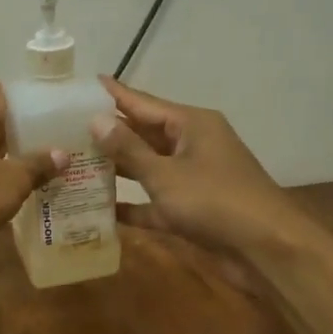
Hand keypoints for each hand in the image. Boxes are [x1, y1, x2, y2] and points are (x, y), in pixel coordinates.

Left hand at [0, 81, 68, 250]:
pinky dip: (0, 181)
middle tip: (62, 141)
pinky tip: (26, 192)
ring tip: (51, 168)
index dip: (22, 97)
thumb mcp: (13, 180)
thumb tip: (62, 154)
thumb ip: (39, 165)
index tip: (49, 106)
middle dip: (25, 133)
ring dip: (14, 161)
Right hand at [89, 77, 289, 257]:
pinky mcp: (191, 209)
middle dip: (109, 134)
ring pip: (148, 168)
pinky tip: (100, 210)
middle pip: (144, 134)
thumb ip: (129, 149)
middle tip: (68, 129)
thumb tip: (96, 119)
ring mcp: (193, 178)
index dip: (114, 94)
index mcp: (192, 124)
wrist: (265, 249)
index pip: (144, 103)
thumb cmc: (215, 201)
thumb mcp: (165, 174)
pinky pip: (154, 202)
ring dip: (117, 169)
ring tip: (76, 164)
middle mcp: (192, 145)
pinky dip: (132, 205)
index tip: (85, 84)